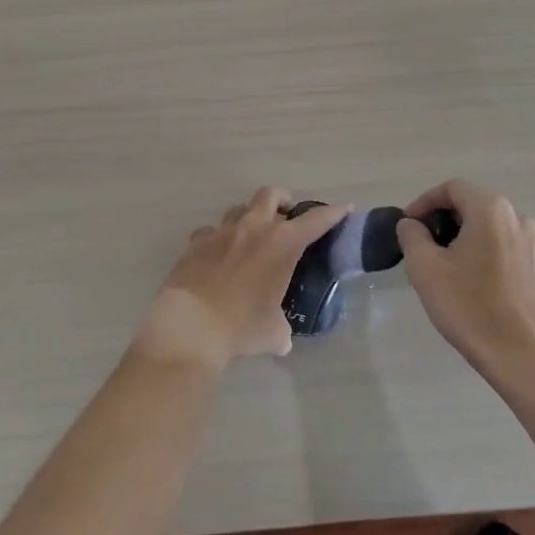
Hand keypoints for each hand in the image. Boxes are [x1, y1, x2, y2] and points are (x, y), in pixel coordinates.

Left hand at [137, 188, 351, 369]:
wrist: (191, 325)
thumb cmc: (241, 326)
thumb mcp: (272, 333)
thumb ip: (281, 330)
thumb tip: (281, 340)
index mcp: (281, 244)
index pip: (315, 221)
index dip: (332, 213)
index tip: (343, 208)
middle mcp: (253, 229)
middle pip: (270, 195)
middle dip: (282, 201)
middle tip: (286, 216)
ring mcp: (221, 232)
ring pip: (238, 209)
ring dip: (249, 218)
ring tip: (250, 238)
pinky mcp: (195, 243)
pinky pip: (209, 231)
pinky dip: (217, 239)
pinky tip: (217, 256)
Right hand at [396, 180, 534, 373]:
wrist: (517, 353)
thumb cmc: (468, 304)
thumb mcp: (424, 266)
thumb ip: (411, 235)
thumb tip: (411, 224)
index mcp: (490, 209)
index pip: (451, 188)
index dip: (424, 202)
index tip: (407, 225)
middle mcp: (514, 216)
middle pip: (469, 203)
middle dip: (440, 218)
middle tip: (418, 243)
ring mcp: (527, 240)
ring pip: (483, 223)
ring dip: (457, 234)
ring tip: (437, 261)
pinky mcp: (531, 263)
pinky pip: (497, 241)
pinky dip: (476, 247)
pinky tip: (461, 275)